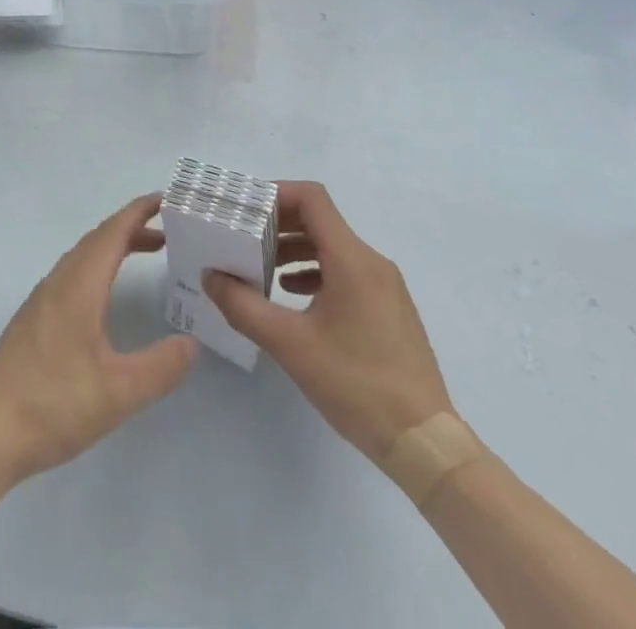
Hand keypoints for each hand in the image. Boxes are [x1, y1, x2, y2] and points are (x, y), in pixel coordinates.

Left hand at [0, 193, 198, 484]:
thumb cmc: (54, 405)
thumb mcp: (118, 393)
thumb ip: (160, 367)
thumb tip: (190, 344)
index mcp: (78, 286)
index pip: (112, 234)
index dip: (138, 212)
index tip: (164, 199)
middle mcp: (58, 283)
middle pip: (97, 240)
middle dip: (132, 228)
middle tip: (167, 230)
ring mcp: (41, 301)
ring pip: (82, 257)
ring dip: (114, 247)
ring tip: (145, 253)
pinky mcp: (32, 321)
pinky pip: (71, 275)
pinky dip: (98, 267)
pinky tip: (104, 296)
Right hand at [204, 180, 451, 460]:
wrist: (425, 443)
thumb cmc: (356, 384)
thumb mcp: (290, 344)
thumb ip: (243, 306)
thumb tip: (210, 277)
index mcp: (352, 259)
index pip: (312, 198)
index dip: (276, 193)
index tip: (245, 208)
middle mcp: (372, 262)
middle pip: (320, 220)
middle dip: (279, 223)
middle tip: (244, 237)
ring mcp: (385, 286)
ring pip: (333, 247)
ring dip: (295, 249)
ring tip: (262, 267)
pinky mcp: (389, 308)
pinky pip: (346, 271)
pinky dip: (315, 271)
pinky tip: (293, 295)